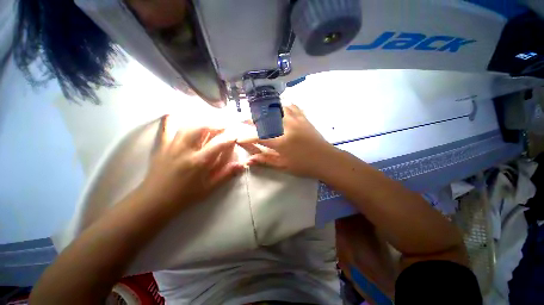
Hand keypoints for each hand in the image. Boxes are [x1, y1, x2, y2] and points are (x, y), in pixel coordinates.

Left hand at [140, 115, 243, 209]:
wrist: (155, 200)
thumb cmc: (185, 196)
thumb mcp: (209, 188)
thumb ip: (226, 174)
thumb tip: (242, 165)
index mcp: (199, 161)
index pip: (219, 143)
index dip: (230, 137)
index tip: (236, 135)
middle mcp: (186, 149)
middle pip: (203, 128)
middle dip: (217, 124)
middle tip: (225, 127)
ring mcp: (172, 145)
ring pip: (189, 125)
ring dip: (203, 122)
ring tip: (210, 124)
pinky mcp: (162, 145)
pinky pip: (166, 126)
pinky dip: (173, 119)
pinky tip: (179, 116)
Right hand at [239, 104, 334, 177]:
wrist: (326, 159)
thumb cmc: (304, 165)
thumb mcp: (283, 165)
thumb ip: (265, 160)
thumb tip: (249, 160)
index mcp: (280, 141)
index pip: (257, 136)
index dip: (246, 137)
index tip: (239, 139)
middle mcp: (285, 127)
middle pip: (264, 118)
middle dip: (251, 119)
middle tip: (243, 121)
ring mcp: (295, 120)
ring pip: (276, 108)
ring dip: (265, 109)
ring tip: (259, 113)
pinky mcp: (303, 117)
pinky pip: (291, 106)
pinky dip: (282, 105)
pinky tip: (278, 108)